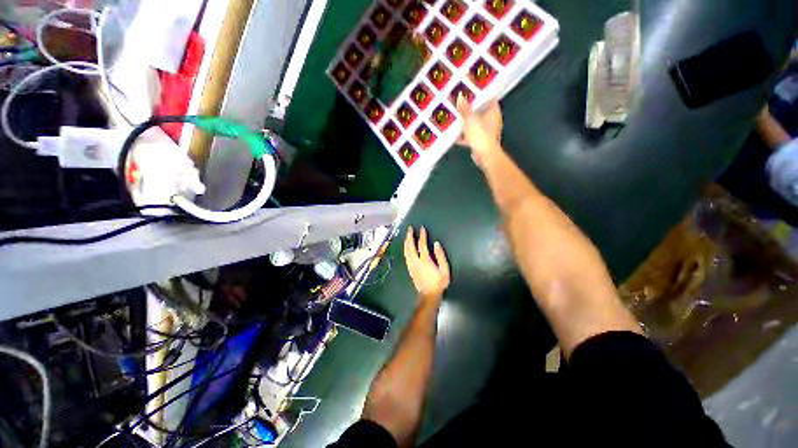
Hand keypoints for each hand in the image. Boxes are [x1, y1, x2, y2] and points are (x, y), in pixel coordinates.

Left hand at [404, 226, 449, 302]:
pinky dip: (405, 249)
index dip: (422, 235)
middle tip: (410, 229)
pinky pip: (406, 256)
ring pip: (406, 251)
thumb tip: (436, 244)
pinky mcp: (410, 269)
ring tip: (407, 235)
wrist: (429, 295)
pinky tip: (406, 247)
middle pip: (410, 246)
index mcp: (425, 260)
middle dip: (410, 236)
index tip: (422, 229)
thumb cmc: (438, 283)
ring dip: (406, 242)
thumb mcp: (444, 270)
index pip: (422, 245)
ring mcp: (411, 265)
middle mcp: (416, 261)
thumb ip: (441, 256)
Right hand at [456, 95, 502, 164]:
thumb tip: (460, 96)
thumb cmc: (480, 134)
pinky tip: (455, 136)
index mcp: (493, 110)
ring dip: (467, 123)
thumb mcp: (469, 119)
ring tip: (456, 119)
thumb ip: (464, 109)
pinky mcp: (482, 141)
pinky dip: (465, 135)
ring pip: (476, 123)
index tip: (470, 91)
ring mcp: (488, 131)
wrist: (484, 154)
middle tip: (460, 105)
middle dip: (470, 109)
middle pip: (481, 111)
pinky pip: (472, 135)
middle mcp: (493, 119)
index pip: (488, 97)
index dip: (480, 94)